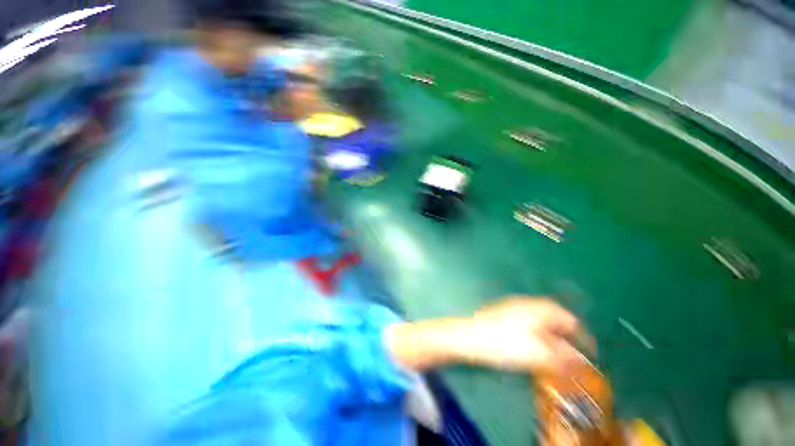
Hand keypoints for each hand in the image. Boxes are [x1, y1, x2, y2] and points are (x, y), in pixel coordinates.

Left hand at [462, 297, 591, 373]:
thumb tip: (581, 361)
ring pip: (542, 320)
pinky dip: (537, 334)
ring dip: (552, 337)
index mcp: (541, 308)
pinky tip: (533, 346)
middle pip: (556, 319)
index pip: (571, 321)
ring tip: (554, 355)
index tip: (589, 356)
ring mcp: (515, 305)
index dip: (582, 339)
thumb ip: (563, 358)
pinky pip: (529, 321)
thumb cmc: (505, 344)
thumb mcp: (538, 354)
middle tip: (570, 357)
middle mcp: (529, 302)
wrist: (469, 335)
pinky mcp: (505, 311)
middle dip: (566, 338)